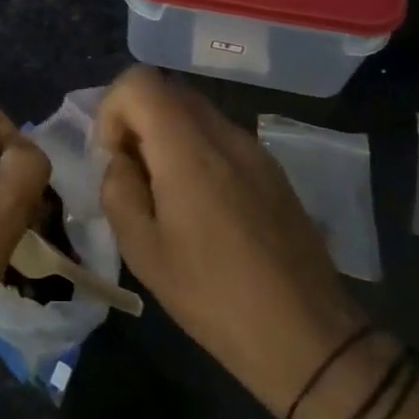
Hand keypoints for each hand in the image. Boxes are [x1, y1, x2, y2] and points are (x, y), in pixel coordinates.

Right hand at [97, 67, 364, 412]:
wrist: (306, 337)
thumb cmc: (212, 295)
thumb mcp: (142, 250)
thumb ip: (118, 189)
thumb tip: (120, 160)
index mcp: (188, 148)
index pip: (139, 81)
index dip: (112, 109)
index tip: (113, 157)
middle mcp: (224, 134)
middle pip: (167, 91)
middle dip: (137, 121)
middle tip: (132, 176)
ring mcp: (255, 150)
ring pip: (195, 114)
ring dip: (166, 138)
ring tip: (165, 197)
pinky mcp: (273, 171)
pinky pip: (222, 139)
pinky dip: (196, 153)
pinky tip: (203, 210)